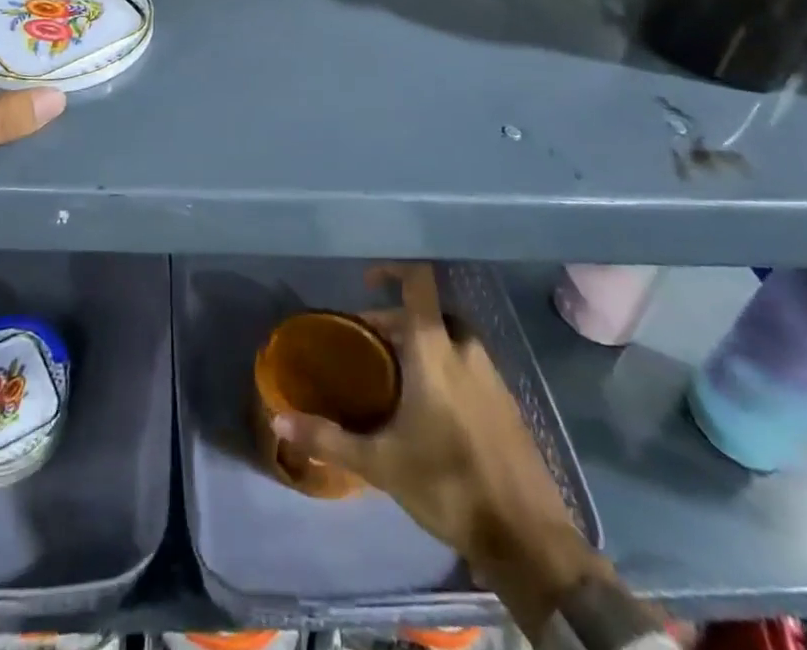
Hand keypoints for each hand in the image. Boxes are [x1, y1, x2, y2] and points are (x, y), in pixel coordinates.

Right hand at [273, 264, 599, 636]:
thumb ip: (329, 437)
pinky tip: (428, 407)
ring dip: (420, 344)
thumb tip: (278, 420)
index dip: (393, 267)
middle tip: (368, 344)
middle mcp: (465, 348)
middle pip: (429, 312)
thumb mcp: (381, 463)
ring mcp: (491, 374)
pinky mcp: (506, 401)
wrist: (528, 539)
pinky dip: (443, 367)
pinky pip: (467, 364)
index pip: (418, 280)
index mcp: (435, 348)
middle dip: (396, 320)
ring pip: (449, 338)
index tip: (366, 281)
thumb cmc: (448, 484)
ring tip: (392, 376)